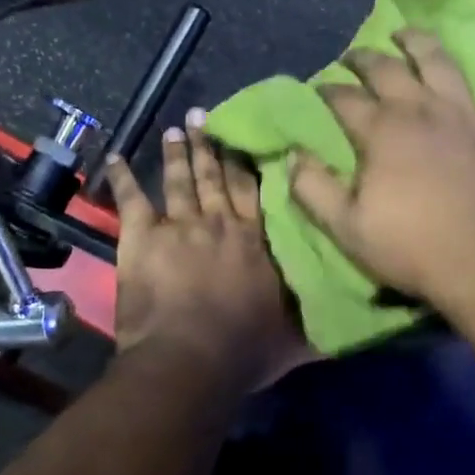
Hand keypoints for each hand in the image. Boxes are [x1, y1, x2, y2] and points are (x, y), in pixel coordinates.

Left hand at [102, 119, 308, 387]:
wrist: (190, 359)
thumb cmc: (244, 350)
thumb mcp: (296, 337)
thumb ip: (321, 319)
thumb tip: (359, 314)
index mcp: (255, 240)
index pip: (253, 191)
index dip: (248, 162)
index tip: (245, 136)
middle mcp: (220, 223)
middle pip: (216, 177)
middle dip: (211, 146)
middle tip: (205, 116)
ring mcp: (180, 226)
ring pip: (180, 181)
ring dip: (178, 154)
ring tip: (176, 129)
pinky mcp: (142, 238)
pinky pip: (131, 200)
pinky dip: (121, 178)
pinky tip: (115, 158)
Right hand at [290, 29, 474, 304]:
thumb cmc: (410, 248)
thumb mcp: (346, 227)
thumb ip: (313, 188)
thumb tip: (292, 155)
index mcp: (381, 132)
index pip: (344, 100)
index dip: (327, 91)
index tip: (319, 89)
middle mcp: (421, 110)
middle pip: (387, 71)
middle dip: (365, 60)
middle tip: (353, 57)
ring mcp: (467, 115)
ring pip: (441, 63)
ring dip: (420, 43)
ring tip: (405, 33)